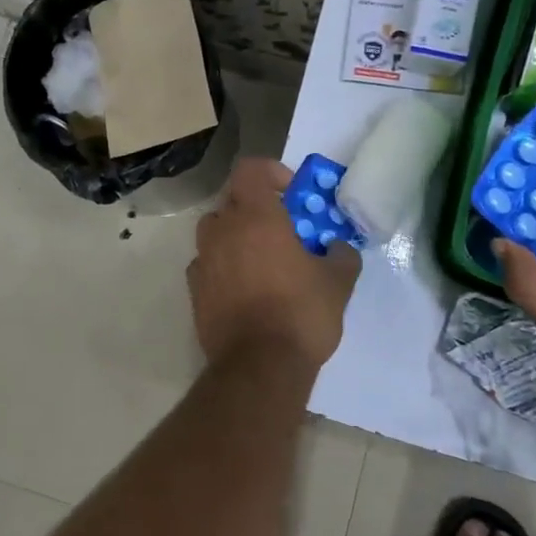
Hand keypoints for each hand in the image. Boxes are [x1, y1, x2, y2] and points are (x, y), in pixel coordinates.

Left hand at [188, 159, 360, 367]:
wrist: (259, 366)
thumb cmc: (301, 313)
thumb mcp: (337, 283)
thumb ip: (341, 255)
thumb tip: (338, 247)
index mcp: (255, 217)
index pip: (250, 169)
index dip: (270, 172)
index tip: (291, 193)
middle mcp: (222, 231)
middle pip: (232, 201)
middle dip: (255, 208)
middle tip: (282, 230)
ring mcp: (203, 261)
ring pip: (215, 233)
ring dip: (236, 237)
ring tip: (261, 261)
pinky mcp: (194, 291)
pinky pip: (207, 265)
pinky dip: (223, 267)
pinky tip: (243, 289)